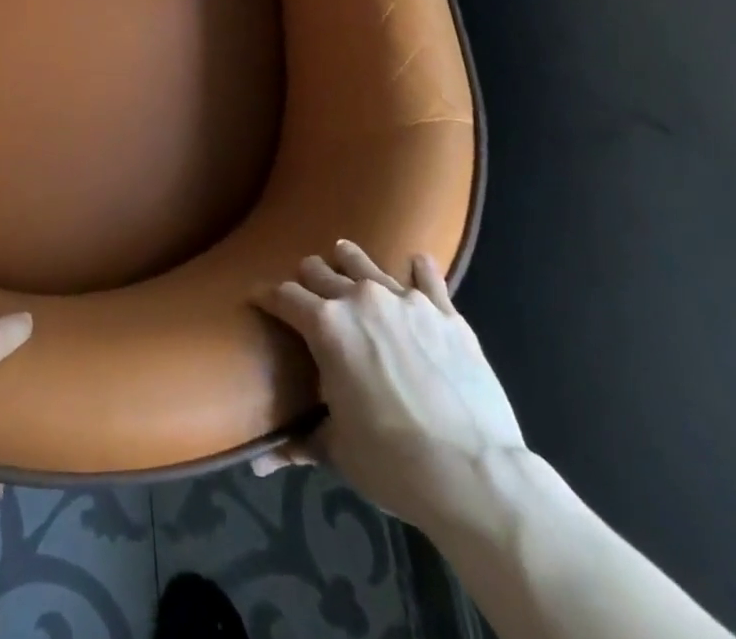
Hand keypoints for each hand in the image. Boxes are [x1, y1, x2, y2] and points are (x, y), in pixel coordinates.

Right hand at [253, 242, 524, 530]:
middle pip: (319, 270)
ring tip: (345, 261)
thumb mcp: (339, 451)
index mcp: (325, 325)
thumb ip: (301, 441)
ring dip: (349, 262)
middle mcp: (359, 298)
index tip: (259, 301)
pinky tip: (416, 264)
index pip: (282, 296)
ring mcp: (405, 300)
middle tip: (306, 294)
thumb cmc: (394, 464)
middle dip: (307, 280)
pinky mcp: (445, 312)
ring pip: (364, 262)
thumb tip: (261, 463)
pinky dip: (418, 270)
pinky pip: (426, 277)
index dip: (266, 298)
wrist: (476, 476)